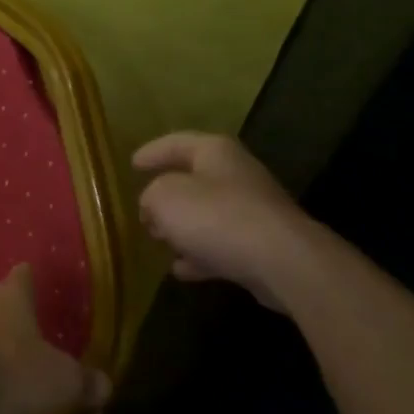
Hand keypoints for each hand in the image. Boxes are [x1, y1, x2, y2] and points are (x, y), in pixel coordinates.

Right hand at [133, 131, 305, 300]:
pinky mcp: (261, 245)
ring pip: (208, 215)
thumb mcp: (165, 198)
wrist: (281, 261)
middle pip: (195, 179)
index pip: (177, 143)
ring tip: (159, 240)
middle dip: (167, 195)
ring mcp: (252, 211)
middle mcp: (236, 175)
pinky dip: (200, 254)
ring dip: (183, 228)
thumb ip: (151, 196)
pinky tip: (181, 270)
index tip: (132, 164)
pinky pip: (222, 245)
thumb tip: (153, 206)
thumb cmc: (216, 217)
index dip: (153, 152)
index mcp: (215, 152)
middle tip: (144, 209)